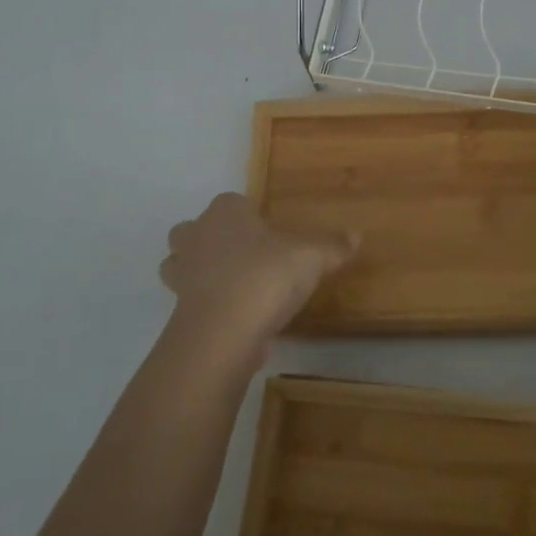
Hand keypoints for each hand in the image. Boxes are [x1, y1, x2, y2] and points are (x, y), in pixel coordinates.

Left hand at [159, 193, 356, 364]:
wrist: (222, 334)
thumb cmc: (265, 277)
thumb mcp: (311, 258)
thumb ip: (332, 246)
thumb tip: (356, 235)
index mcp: (225, 213)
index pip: (232, 201)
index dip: (248, 214)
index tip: (269, 231)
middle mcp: (197, 237)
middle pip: (192, 230)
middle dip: (211, 239)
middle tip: (244, 255)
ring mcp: (182, 276)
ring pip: (180, 265)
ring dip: (199, 272)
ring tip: (233, 287)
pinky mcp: (179, 312)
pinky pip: (191, 302)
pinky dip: (207, 308)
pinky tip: (235, 320)